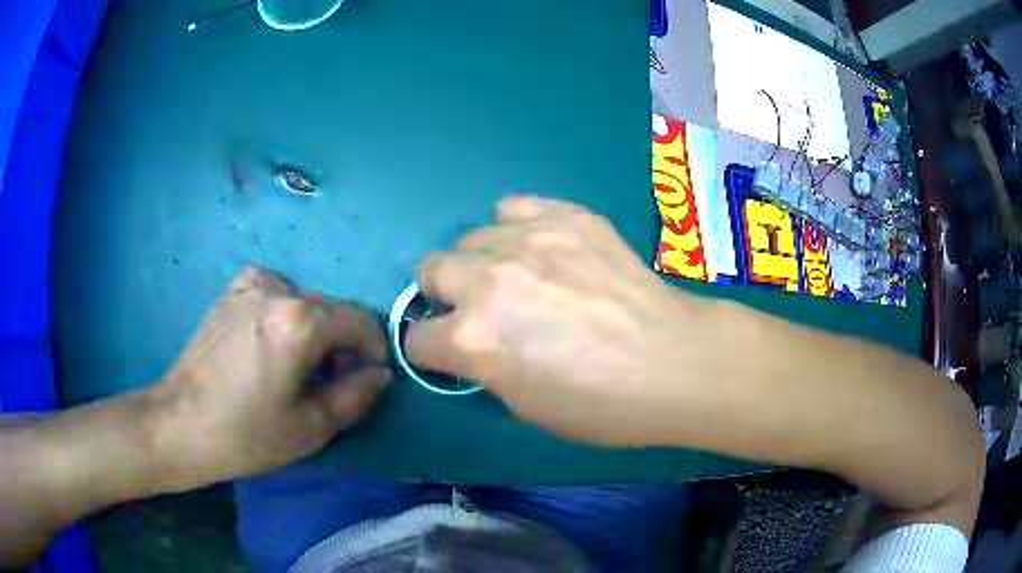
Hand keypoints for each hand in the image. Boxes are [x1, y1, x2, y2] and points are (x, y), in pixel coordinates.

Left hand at [148, 267, 390, 489]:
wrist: (179, 423)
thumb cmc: (245, 434)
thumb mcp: (310, 428)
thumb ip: (355, 396)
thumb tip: (378, 373)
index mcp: (299, 320)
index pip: (360, 320)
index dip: (374, 350)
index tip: (366, 379)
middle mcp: (278, 288)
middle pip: (331, 309)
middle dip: (340, 345)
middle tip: (328, 384)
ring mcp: (250, 283)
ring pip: (304, 303)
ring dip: (312, 332)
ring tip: (293, 368)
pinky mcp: (231, 289)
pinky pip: (276, 294)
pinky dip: (284, 316)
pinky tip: (266, 344)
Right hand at [405, 196, 729, 446]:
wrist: (675, 362)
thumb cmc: (601, 405)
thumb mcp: (524, 405)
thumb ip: (482, 366)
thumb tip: (472, 343)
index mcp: (473, 339)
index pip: (416, 338)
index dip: (431, 351)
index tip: (449, 353)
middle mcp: (488, 281)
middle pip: (430, 269)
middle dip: (444, 296)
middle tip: (482, 311)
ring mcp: (529, 240)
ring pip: (470, 237)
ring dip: (482, 262)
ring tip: (520, 278)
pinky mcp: (567, 217)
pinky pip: (514, 208)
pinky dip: (517, 228)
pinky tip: (542, 248)